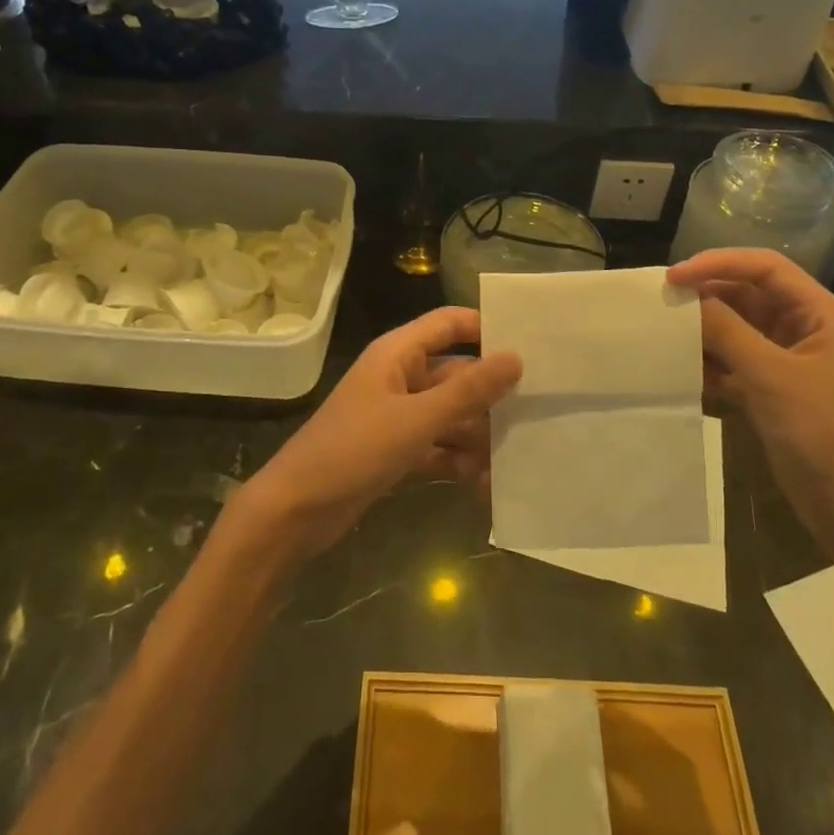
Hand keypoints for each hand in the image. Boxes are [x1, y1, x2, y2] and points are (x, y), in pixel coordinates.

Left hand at [230, 307, 522, 561]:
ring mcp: (398, 415)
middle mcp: (400, 377)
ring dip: (477, 437)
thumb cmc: (354, 450)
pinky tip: (483, 485)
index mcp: (398, 353)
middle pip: (456, 374)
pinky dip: (458, 462)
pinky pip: (438, 446)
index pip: (449, 323)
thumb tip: (515, 358)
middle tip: (537, 414)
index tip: (529, 346)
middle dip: (490, 396)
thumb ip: (468, 391)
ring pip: (451, 415)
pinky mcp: (396, 450)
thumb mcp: (416, 420)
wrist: (296, 511)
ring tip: (511, 462)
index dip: (486, 327)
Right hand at [667, 249, 833, 564]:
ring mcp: (789, 362)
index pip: (765, 267)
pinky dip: (710, 364)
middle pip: (748, 295)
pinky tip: (684, 374)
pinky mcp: (773, 391)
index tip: (673, 277)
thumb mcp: (772, 378)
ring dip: (704, 332)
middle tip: (662, 305)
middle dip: (706, 297)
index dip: (718, 263)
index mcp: (820, 314)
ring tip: (666, 337)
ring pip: (737, 329)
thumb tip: (686, 297)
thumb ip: (726, 331)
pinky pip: (734, 363)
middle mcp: (805, 330)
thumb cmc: (824, 436)